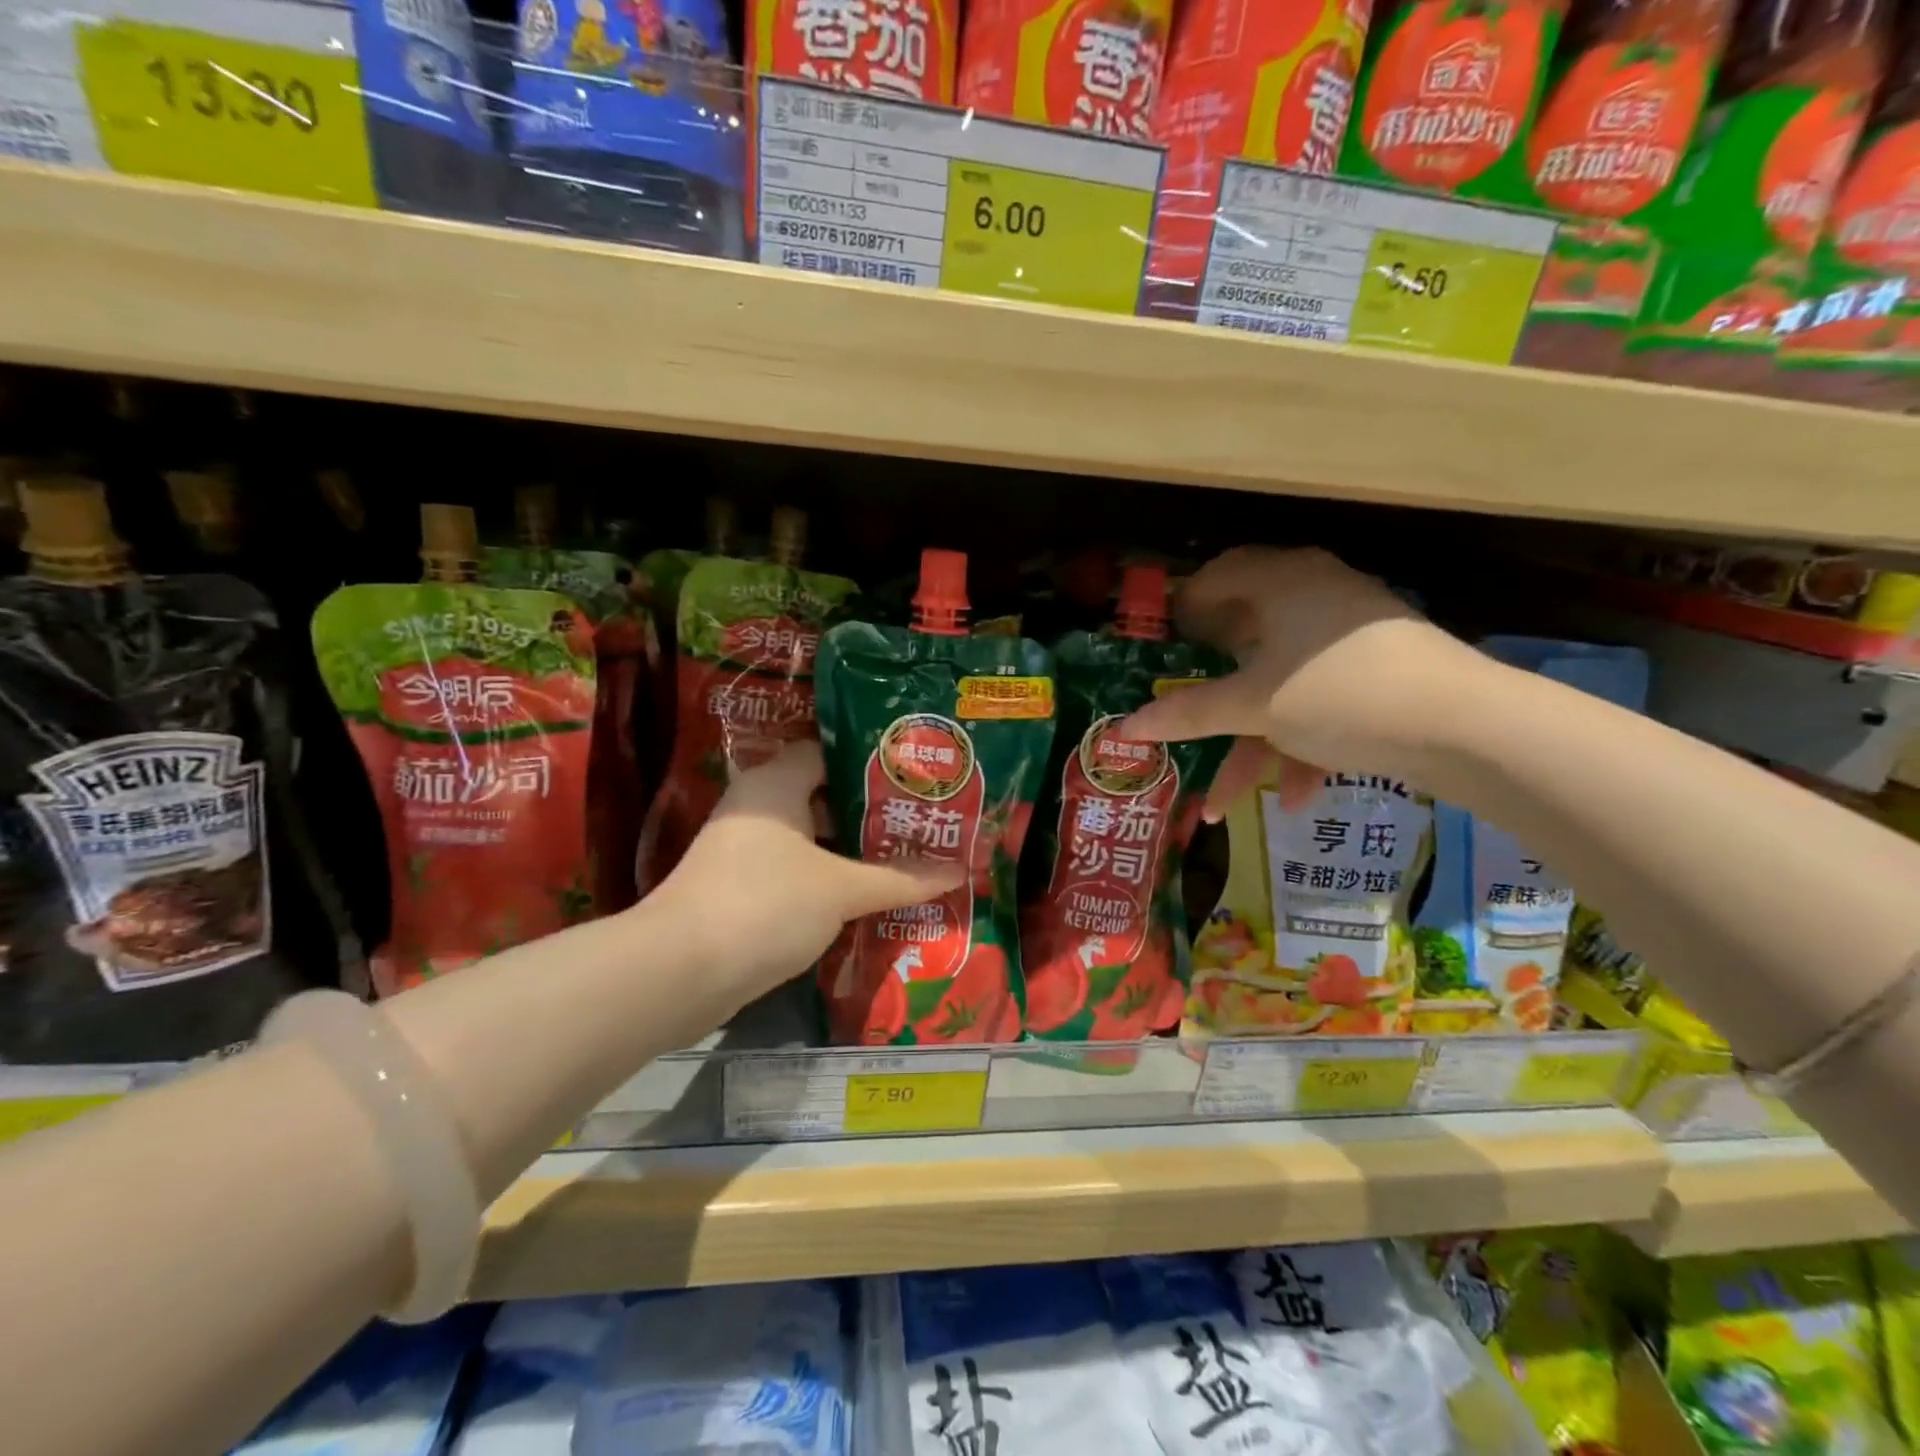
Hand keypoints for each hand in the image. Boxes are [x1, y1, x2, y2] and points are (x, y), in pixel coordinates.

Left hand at [655, 742, 963, 1007]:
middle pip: (822, 796)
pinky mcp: (740, 890)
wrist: (681, 972)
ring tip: (906, 856)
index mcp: (775, 783)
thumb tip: (957, 873)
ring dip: (851, 850)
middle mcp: (757, 807)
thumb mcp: (841, 889)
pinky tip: (867, 895)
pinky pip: (796, 872)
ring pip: (810, 839)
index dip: (872, 761)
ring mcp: (744, 851)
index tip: (913, 775)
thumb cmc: (766, 904)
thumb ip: (899, 878)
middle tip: (920, 819)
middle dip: (870, 811)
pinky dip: (828, 880)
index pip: (828, 752)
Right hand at [1118, 547, 1491, 815]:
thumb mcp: (1253, 706)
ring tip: (1222, 803)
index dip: (1184, 608)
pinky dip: (1301, 745)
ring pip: (1281, 686)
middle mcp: (1314, 598)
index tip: (1159, 646)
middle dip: (1211, 697)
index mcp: (1282, 583)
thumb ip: (1187, 715)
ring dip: (1252, 745)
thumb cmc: (1339, 693)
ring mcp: (1349, 638)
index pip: (1219, 575)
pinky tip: (1295, 797)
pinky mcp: (1376, 675)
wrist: (1466, 728)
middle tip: (1181, 716)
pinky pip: (1320, 703)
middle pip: (1245, 641)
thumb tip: (1125, 727)